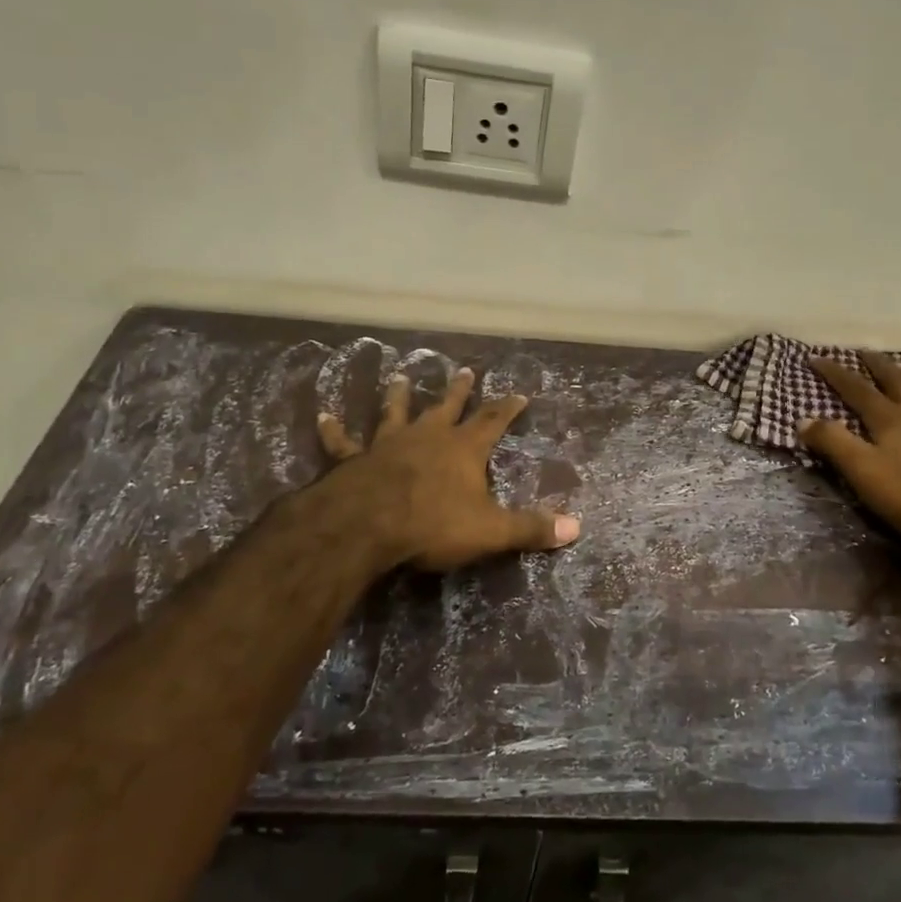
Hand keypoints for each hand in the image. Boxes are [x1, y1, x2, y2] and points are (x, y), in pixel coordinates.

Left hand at [317, 366, 580, 571]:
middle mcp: (428, 437)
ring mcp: (388, 444)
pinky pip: (342, 442)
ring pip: (395, 412)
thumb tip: (577, 528)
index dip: (507, 407)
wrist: (368, 525)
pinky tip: (323, 417)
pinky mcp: (354, 460)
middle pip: (447, 407)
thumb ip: (530, 528)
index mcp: (463, 449)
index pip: (492, 421)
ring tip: (399, 375)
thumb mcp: (491, 530)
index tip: (519, 392)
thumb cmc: (433, 524)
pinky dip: (333, 430)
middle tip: (464, 370)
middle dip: (459, 391)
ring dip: (398, 395)